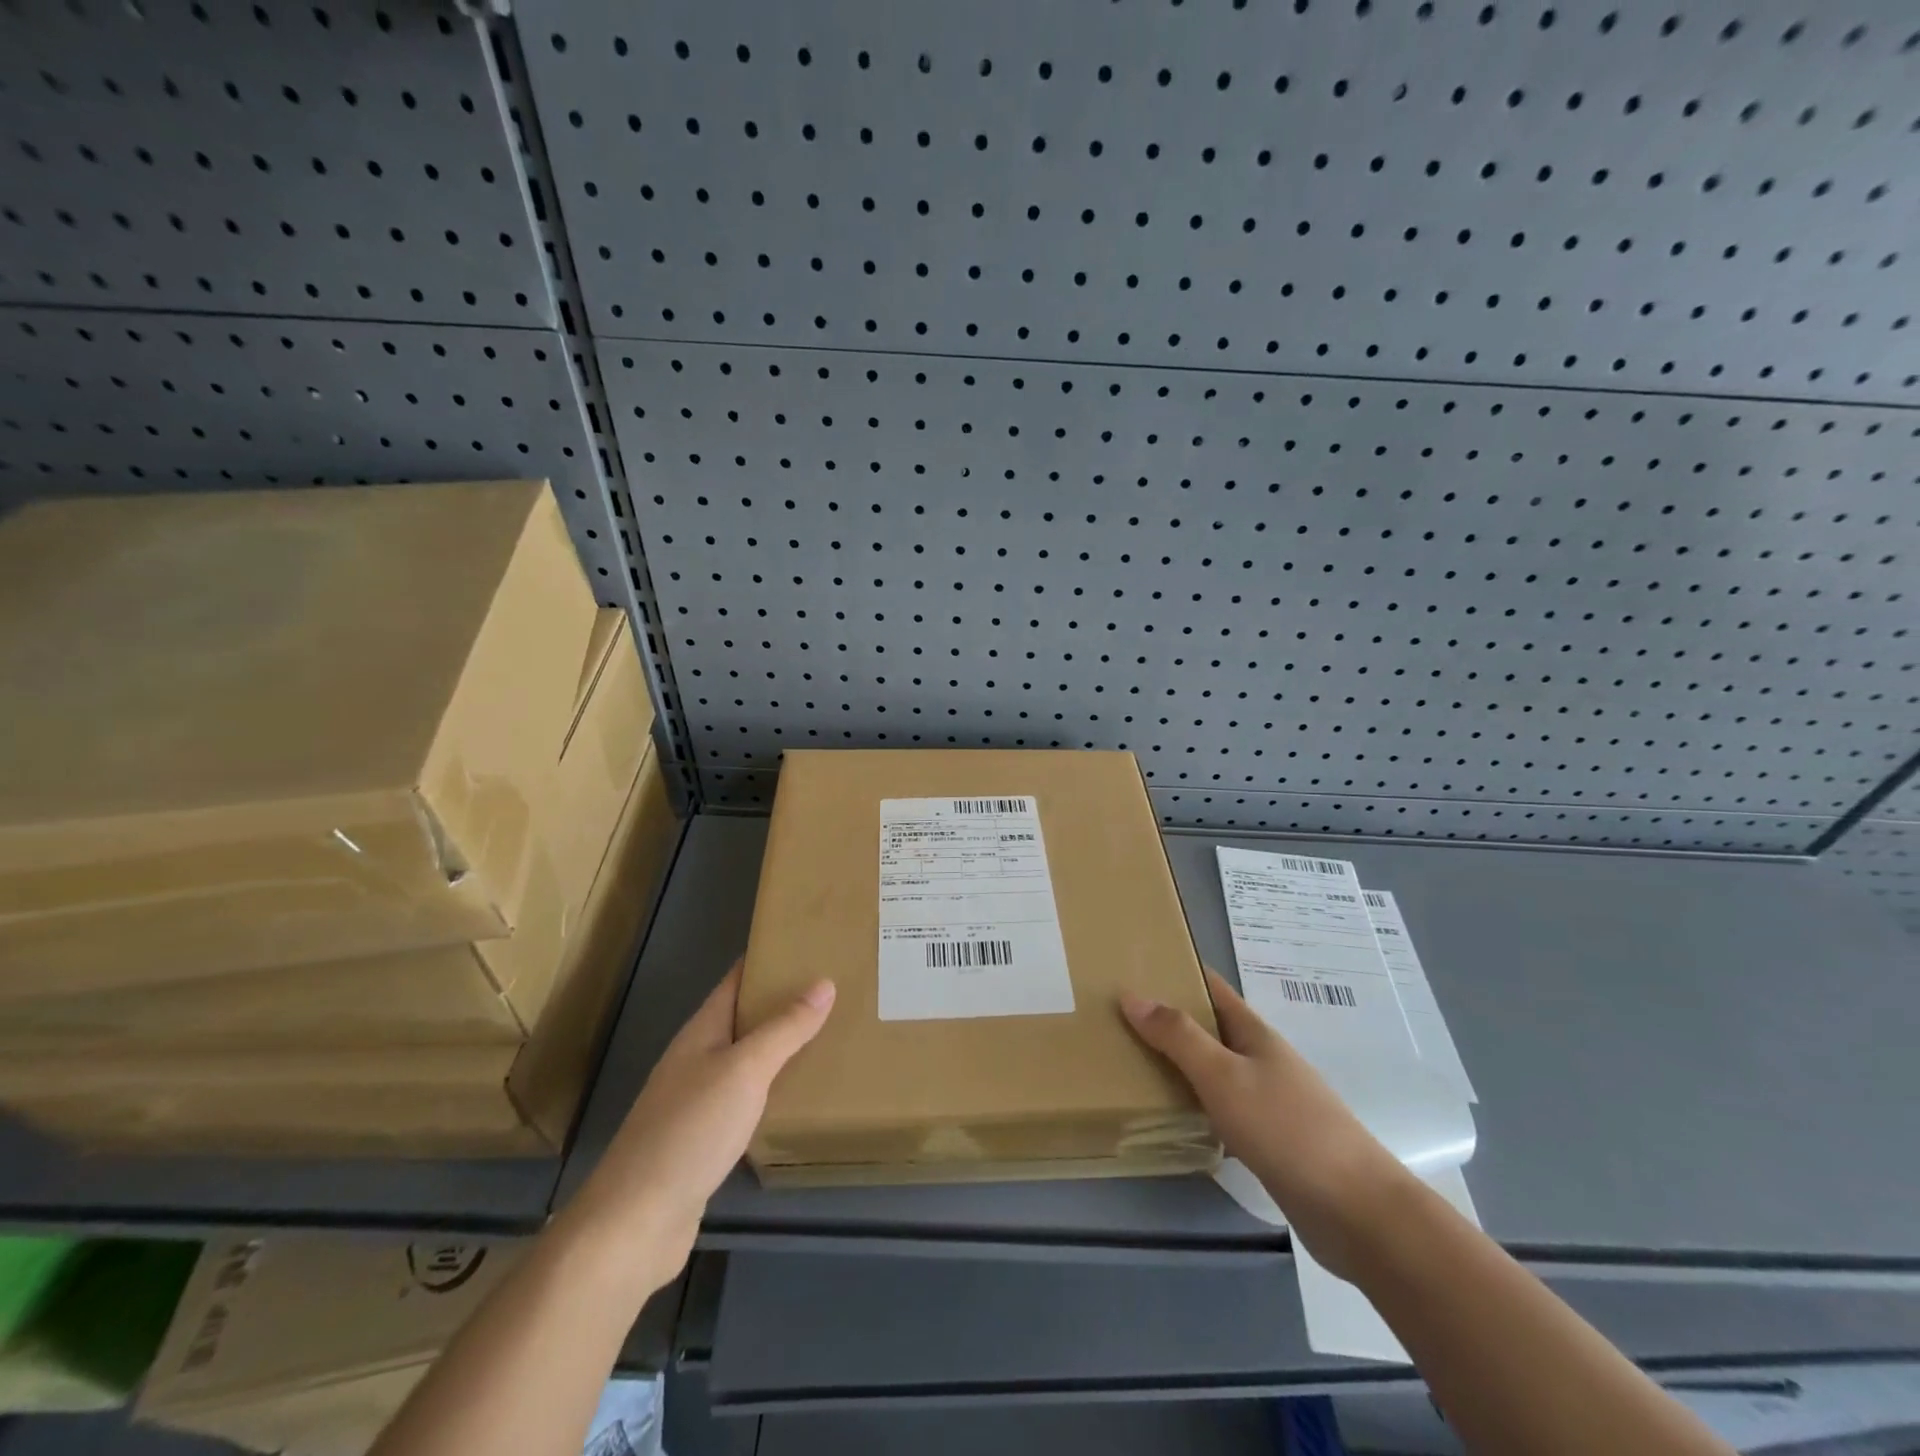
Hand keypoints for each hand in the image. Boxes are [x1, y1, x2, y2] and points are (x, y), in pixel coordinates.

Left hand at [561, 963, 833, 1296]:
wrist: (635, 1223)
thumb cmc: (690, 1131)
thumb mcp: (745, 1070)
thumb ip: (784, 1029)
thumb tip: (823, 983)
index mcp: (701, 1033)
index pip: (736, 980)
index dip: (767, 959)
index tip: (808, 944)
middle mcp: (696, 1060)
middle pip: (743, 1018)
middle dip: (782, 1002)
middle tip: (834, 990)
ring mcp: (696, 1102)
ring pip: (746, 1060)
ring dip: (780, 1047)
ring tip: (827, 1036)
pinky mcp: (702, 1141)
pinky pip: (745, 1100)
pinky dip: (772, 1089)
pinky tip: (797, 1098)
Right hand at [1122, 970, 1411, 1276]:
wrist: (1356, 1211)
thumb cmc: (1286, 1129)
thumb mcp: (1223, 1076)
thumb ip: (1178, 1037)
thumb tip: (1132, 995)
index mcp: (1253, 1033)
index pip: (1211, 987)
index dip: (1177, 971)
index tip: (1134, 965)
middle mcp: (1261, 1059)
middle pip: (1210, 1027)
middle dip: (1169, 1017)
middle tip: (1118, 1016)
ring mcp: (1268, 1100)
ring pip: (1214, 1068)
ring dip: (1179, 1062)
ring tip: (1131, 1061)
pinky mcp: (1269, 1140)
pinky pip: (1221, 1107)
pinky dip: (1195, 1103)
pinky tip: (1171, 1116)